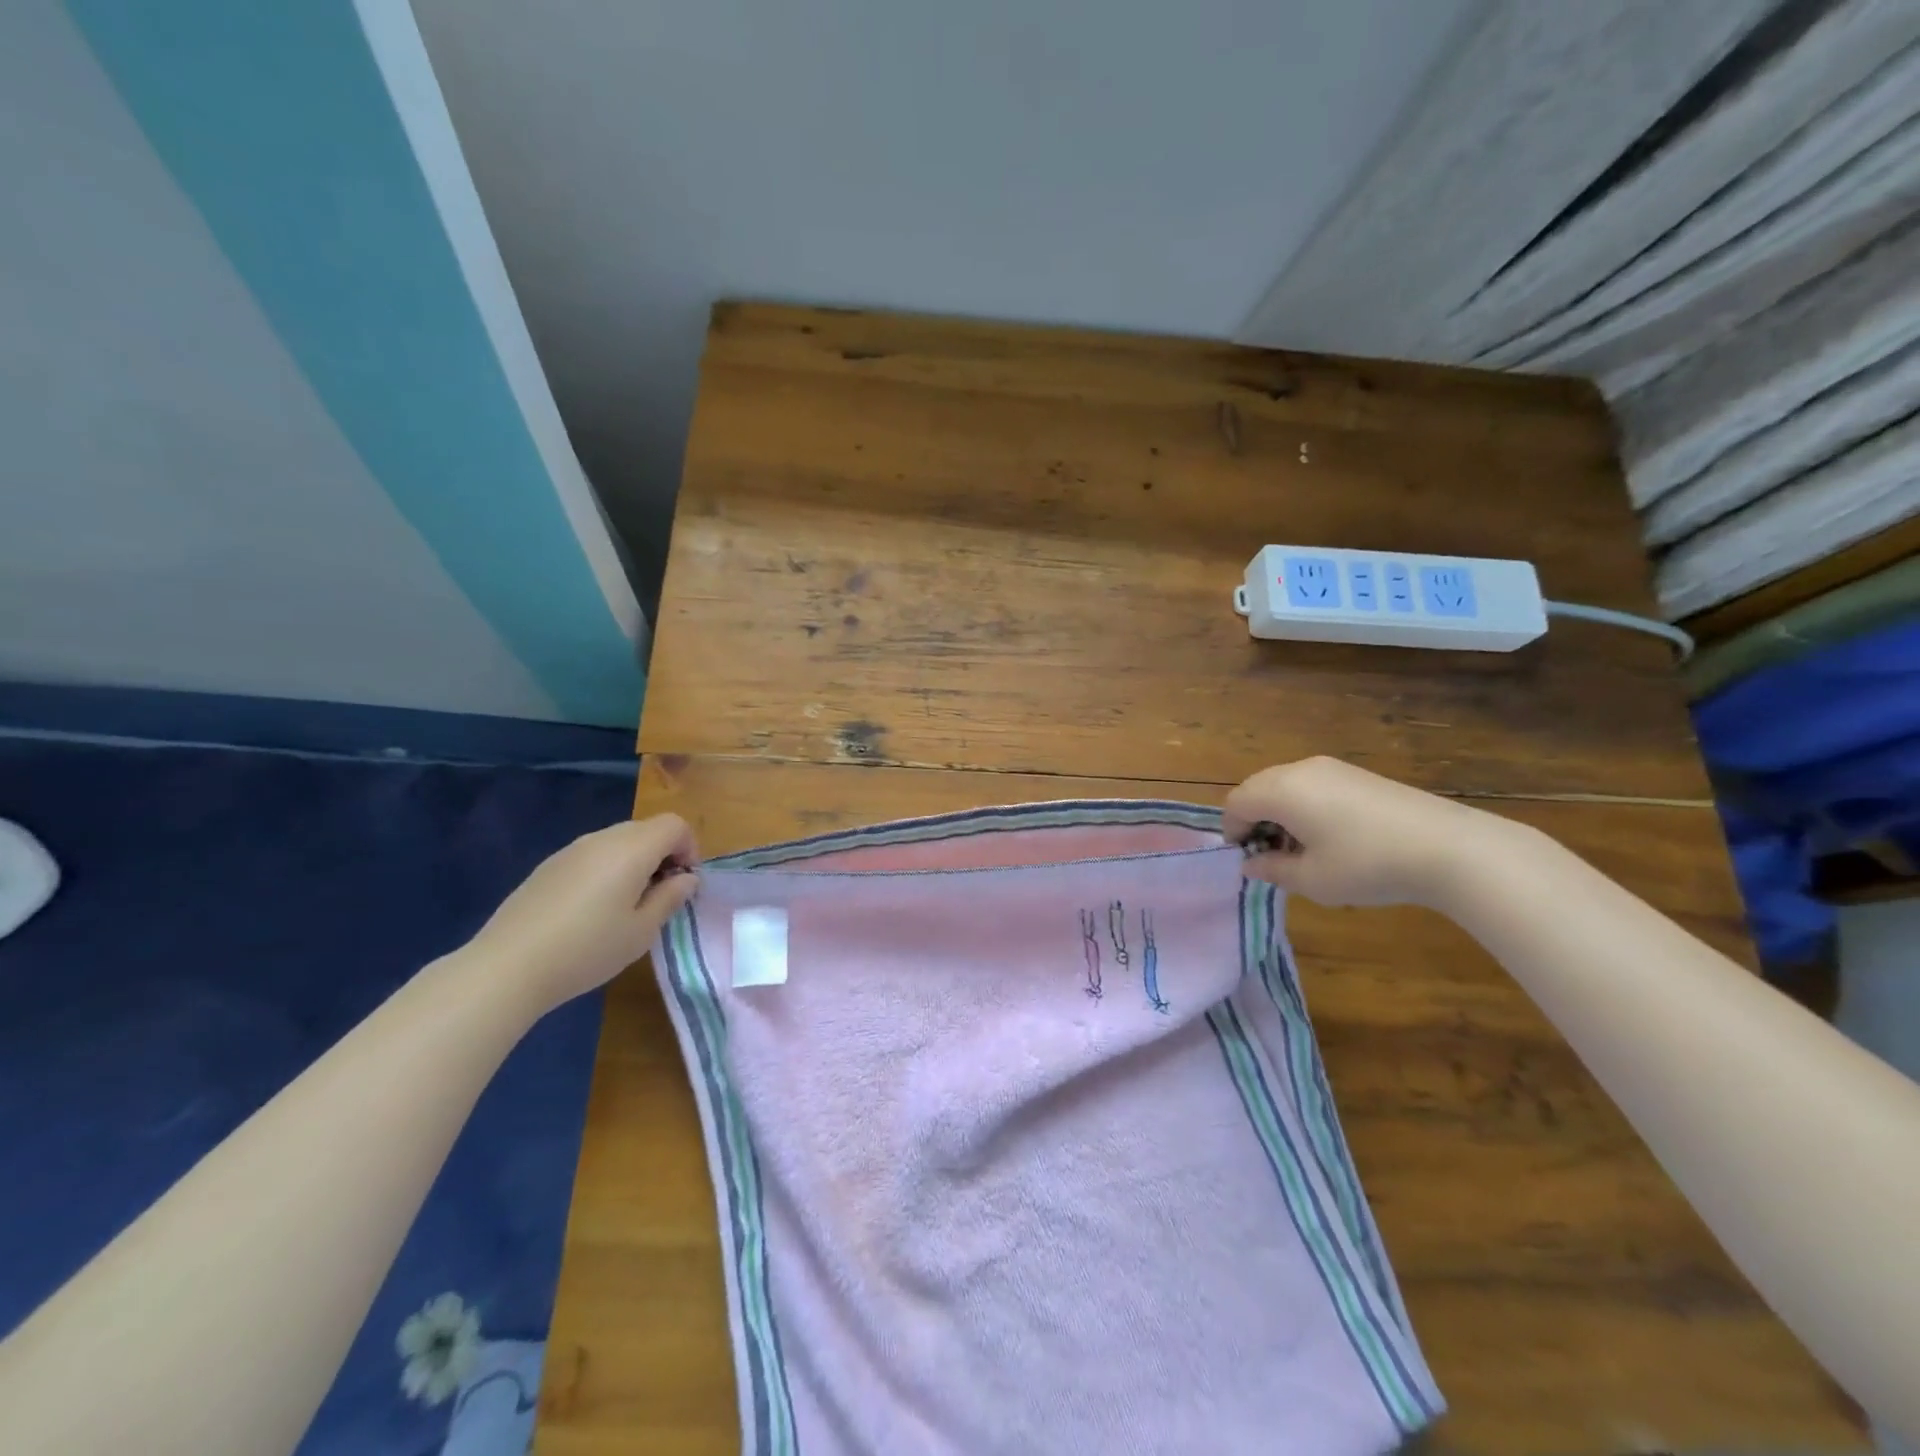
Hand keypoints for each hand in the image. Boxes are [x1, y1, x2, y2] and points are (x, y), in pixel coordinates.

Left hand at [462, 814, 698, 1013]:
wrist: (507, 966)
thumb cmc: (587, 949)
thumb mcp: (642, 931)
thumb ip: (670, 898)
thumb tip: (687, 879)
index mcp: (631, 849)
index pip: (674, 825)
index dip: (689, 848)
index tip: (683, 884)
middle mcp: (602, 839)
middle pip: (647, 829)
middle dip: (664, 855)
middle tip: (660, 896)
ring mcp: (572, 850)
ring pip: (618, 841)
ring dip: (635, 862)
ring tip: (626, 906)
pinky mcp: (549, 866)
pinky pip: (592, 855)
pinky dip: (607, 870)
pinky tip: (592, 910)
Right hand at [1223, 757, 1510, 907]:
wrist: (1448, 847)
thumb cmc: (1366, 864)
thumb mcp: (1312, 879)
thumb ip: (1272, 870)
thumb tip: (1251, 863)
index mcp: (1281, 791)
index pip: (1236, 803)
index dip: (1232, 831)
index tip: (1246, 859)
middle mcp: (1300, 770)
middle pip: (1258, 788)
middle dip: (1254, 819)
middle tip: (1270, 855)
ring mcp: (1331, 768)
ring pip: (1285, 784)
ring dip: (1279, 812)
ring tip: (1301, 849)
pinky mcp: (1357, 774)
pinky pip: (1311, 784)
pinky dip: (1304, 805)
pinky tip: (1330, 836)